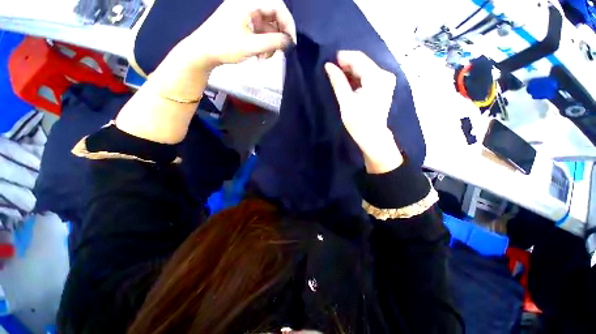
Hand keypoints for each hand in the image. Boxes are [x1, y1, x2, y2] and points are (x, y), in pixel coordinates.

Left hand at [178, 0, 296, 70]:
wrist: (203, 52)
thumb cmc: (224, 46)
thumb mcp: (252, 46)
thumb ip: (273, 42)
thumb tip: (289, 42)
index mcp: (248, 2)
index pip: (277, 6)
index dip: (288, 24)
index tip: (291, 42)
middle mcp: (247, 3)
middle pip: (273, 15)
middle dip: (278, 35)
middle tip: (280, 51)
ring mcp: (244, 12)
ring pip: (267, 25)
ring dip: (271, 42)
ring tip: (265, 57)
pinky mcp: (243, 22)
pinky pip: (260, 30)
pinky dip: (263, 43)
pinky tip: (260, 55)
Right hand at [325, 51, 402, 173]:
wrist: (372, 137)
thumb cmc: (358, 122)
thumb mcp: (345, 101)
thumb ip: (338, 82)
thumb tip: (328, 65)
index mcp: (376, 77)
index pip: (359, 58)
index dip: (343, 57)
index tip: (329, 60)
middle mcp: (385, 75)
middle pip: (363, 62)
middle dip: (346, 64)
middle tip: (331, 69)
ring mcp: (386, 80)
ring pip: (365, 69)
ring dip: (351, 71)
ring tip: (337, 76)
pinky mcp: (384, 86)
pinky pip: (369, 76)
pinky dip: (357, 77)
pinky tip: (348, 82)